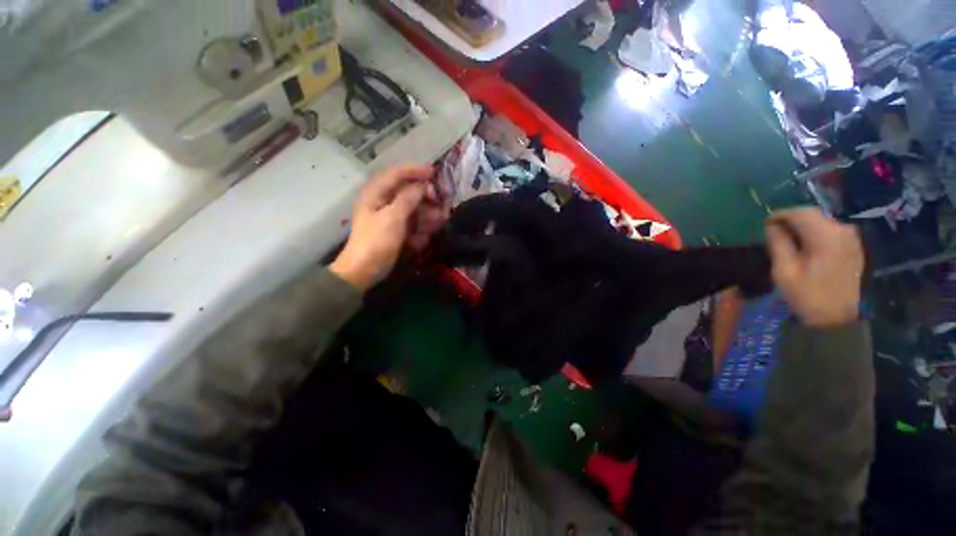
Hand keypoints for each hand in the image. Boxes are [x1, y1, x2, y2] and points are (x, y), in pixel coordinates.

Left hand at [330, 164, 446, 290]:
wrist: (365, 270)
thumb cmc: (376, 241)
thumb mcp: (392, 218)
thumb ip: (408, 198)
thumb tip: (422, 185)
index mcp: (376, 194)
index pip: (396, 174)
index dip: (415, 171)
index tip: (433, 173)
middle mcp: (383, 202)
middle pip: (407, 192)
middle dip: (426, 197)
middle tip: (440, 201)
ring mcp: (391, 217)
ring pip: (413, 208)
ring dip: (428, 213)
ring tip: (441, 219)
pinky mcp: (396, 230)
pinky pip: (413, 223)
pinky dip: (422, 227)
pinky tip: (427, 235)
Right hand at [766, 208, 863, 327]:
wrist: (836, 319)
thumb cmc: (806, 295)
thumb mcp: (784, 270)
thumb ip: (778, 243)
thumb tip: (772, 226)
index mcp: (826, 236)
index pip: (801, 213)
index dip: (780, 214)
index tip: (764, 223)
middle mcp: (843, 231)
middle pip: (813, 215)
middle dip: (791, 220)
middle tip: (772, 231)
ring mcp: (851, 239)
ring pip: (822, 222)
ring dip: (803, 227)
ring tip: (787, 240)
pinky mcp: (853, 248)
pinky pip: (831, 232)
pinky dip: (815, 234)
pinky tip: (805, 247)